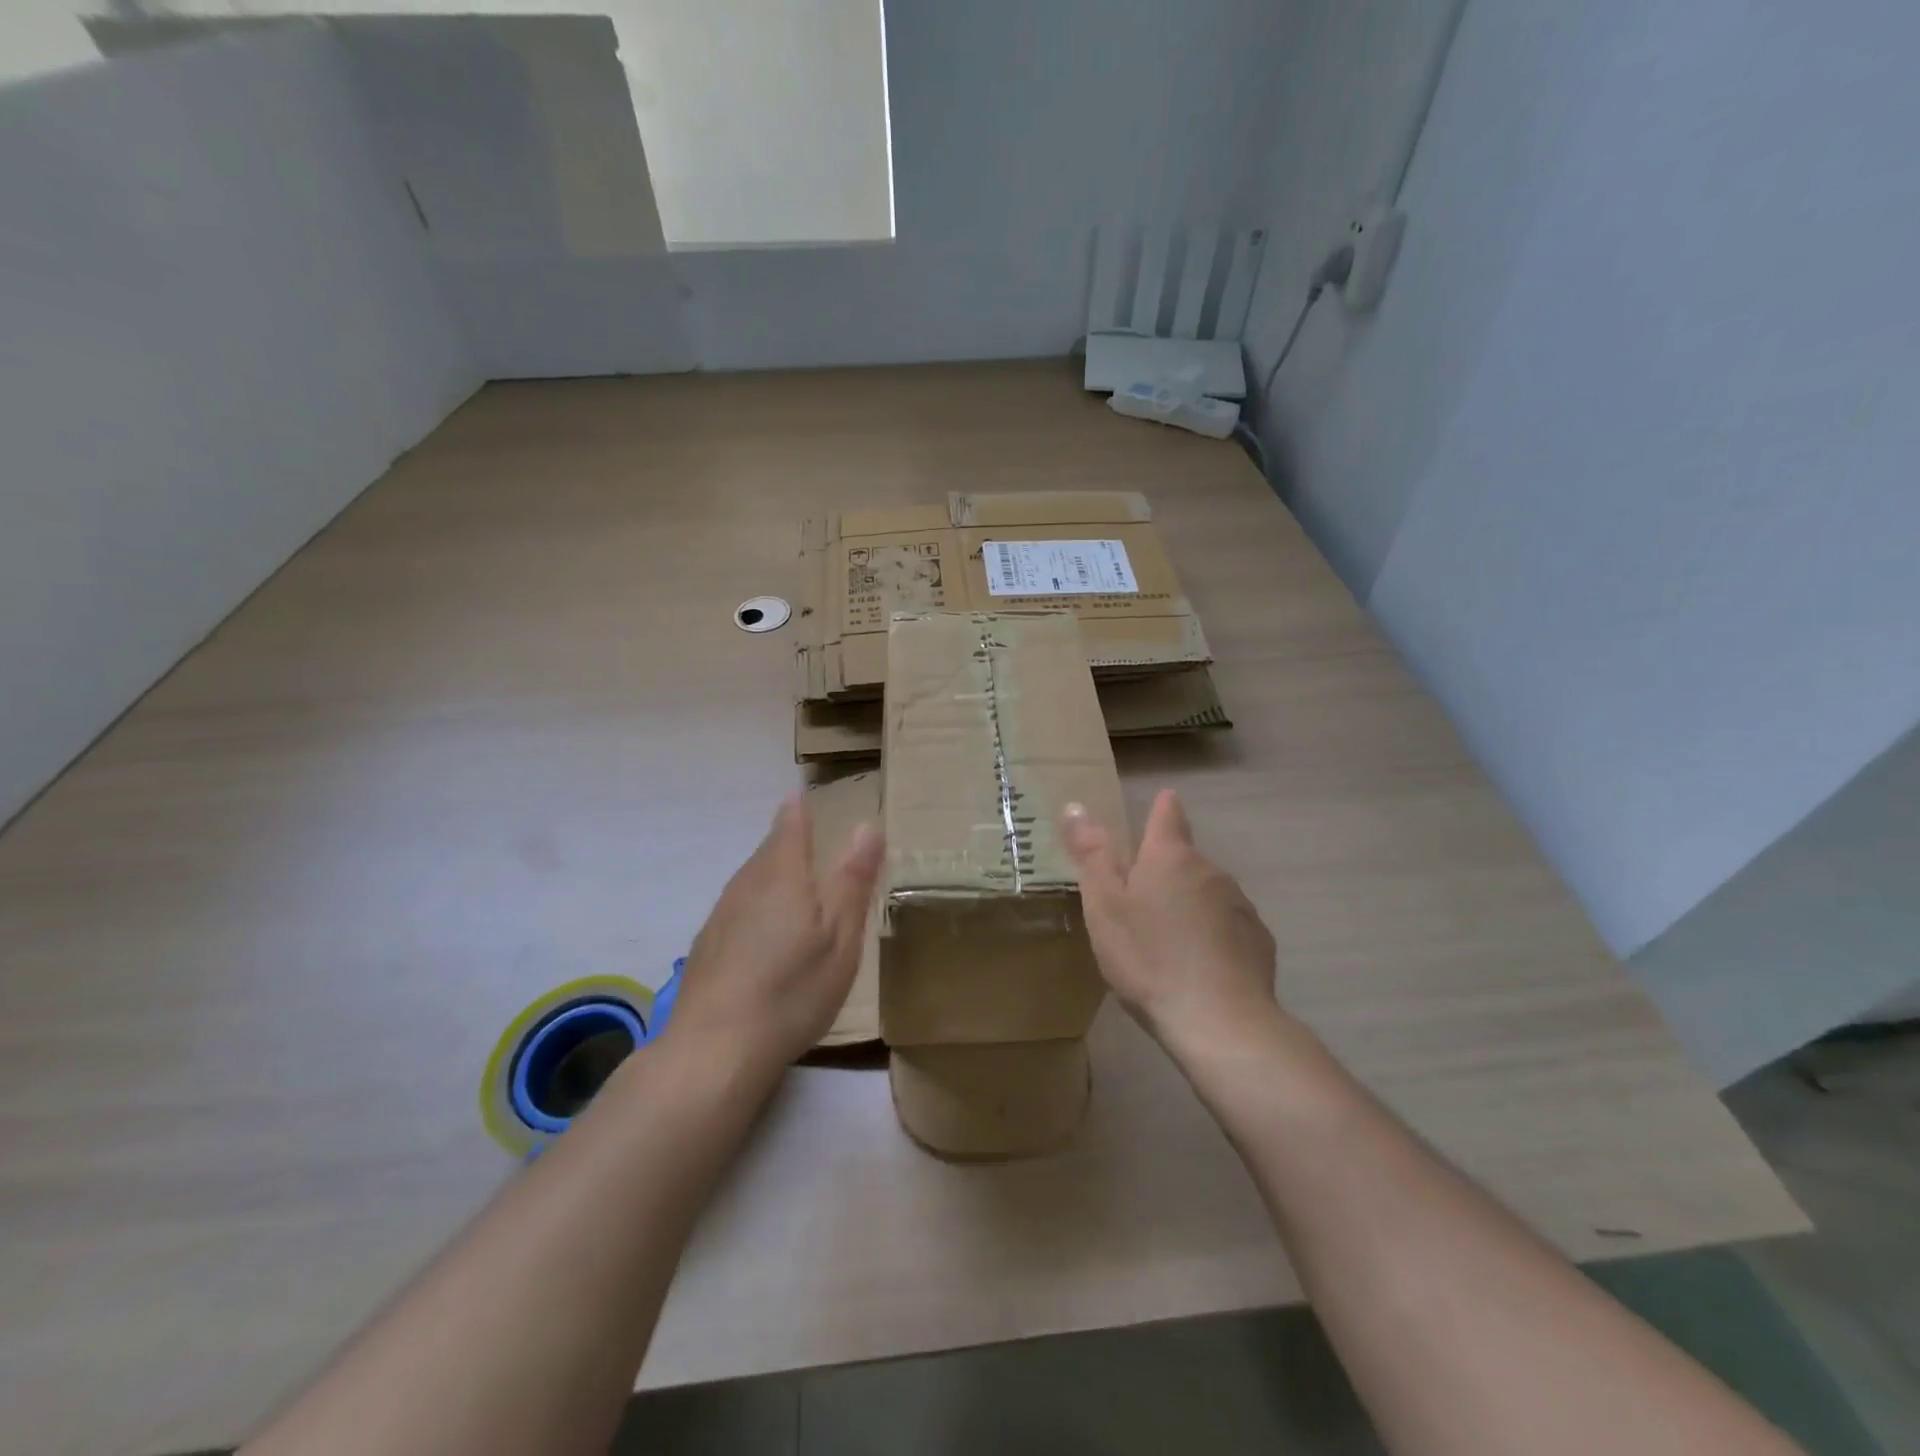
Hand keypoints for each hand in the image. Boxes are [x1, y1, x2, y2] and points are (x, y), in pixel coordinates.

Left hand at [666, 793, 884, 1076]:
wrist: (714, 1051)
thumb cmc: (792, 990)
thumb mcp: (840, 937)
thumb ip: (853, 880)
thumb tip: (868, 825)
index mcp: (782, 874)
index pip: (790, 824)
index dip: (798, 806)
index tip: (803, 791)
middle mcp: (746, 884)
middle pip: (768, 849)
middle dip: (787, 837)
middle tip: (806, 830)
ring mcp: (721, 915)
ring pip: (751, 879)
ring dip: (772, 871)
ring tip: (792, 876)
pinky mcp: (707, 946)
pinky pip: (739, 907)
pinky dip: (757, 903)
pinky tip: (765, 928)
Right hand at [1061, 789, 1281, 1059]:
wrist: (1220, 1023)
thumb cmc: (1149, 959)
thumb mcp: (1104, 908)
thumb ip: (1092, 856)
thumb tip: (1076, 807)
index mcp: (1170, 857)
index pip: (1168, 814)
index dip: (1161, 808)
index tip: (1158, 807)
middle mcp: (1210, 871)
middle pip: (1184, 859)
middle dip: (1164, 872)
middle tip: (1138, 906)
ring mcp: (1240, 906)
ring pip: (1206, 894)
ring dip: (1188, 906)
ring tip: (1166, 944)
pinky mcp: (1259, 942)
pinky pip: (1228, 927)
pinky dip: (1212, 937)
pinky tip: (1199, 969)